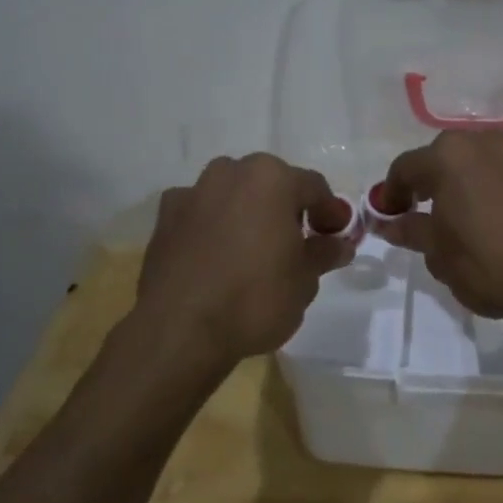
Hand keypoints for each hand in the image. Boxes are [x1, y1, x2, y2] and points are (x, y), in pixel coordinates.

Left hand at [135, 154, 354, 363]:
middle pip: (270, 184)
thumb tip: (338, 244)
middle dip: (286, 208)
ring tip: (254, 249)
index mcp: (271, 179)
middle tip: (298, 242)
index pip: (314, 187)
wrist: (180, 329)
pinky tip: (218, 257)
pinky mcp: (164, 219)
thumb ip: (323, 253)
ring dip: (247, 213)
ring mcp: (192, 193)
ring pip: (232, 195)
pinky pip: (201, 215)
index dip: (330, 212)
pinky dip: (213, 227)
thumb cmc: (255, 298)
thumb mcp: (305, 280)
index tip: (337, 235)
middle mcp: (230, 173)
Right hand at [376, 131, 502, 321]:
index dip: (391, 193)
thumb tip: (389, 222)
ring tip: (469, 215)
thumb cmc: (487, 264)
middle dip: (431, 181)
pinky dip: (500, 188)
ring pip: (482, 161)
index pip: (405, 168)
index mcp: (448, 157)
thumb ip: (410, 230)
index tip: (388, 216)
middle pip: (445, 156)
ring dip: (468, 181)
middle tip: (426, 213)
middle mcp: (484, 143)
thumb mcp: (438, 254)